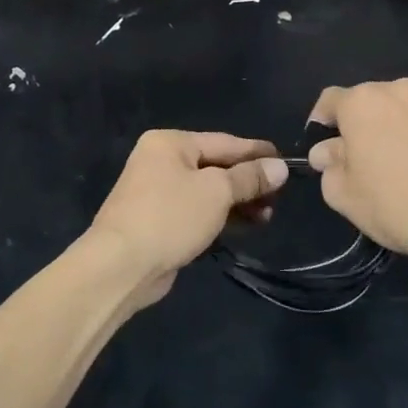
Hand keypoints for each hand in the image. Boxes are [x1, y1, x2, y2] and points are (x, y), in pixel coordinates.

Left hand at [85, 131, 288, 306]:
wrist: (121, 265)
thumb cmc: (170, 216)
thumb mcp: (216, 192)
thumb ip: (249, 178)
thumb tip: (280, 167)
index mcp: (170, 143)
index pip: (224, 142)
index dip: (256, 152)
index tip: (286, 161)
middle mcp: (161, 161)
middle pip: (216, 166)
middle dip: (248, 182)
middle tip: (279, 197)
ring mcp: (157, 192)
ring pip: (208, 191)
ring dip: (238, 202)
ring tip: (267, 216)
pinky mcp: (159, 221)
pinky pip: (198, 211)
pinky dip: (221, 217)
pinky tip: (244, 226)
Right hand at [307, 80, 407, 271]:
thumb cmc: (395, 205)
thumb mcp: (343, 194)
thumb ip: (328, 164)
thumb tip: (327, 152)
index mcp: (362, 102)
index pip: (330, 100)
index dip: (321, 121)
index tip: (323, 146)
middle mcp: (399, 90)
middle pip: (369, 101)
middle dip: (361, 124)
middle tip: (362, 158)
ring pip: (403, 108)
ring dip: (395, 126)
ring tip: (401, 162)